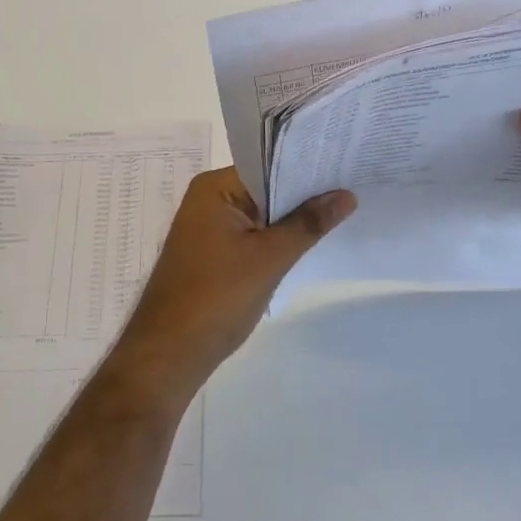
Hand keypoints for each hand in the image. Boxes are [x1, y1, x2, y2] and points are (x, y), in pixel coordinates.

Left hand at [109, 168, 355, 406]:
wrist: (169, 355)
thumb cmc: (216, 297)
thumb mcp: (270, 258)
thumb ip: (309, 224)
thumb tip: (347, 195)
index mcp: (214, 188)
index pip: (268, 165)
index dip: (306, 168)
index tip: (344, 167)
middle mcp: (208, 199)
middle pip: (265, 188)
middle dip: (304, 194)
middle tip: (352, 188)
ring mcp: (208, 228)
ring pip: (260, 214)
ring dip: (291, 219)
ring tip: (341, 212)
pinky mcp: (212, 254)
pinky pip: (251, 235)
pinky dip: (276, 239)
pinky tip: (308, 242)